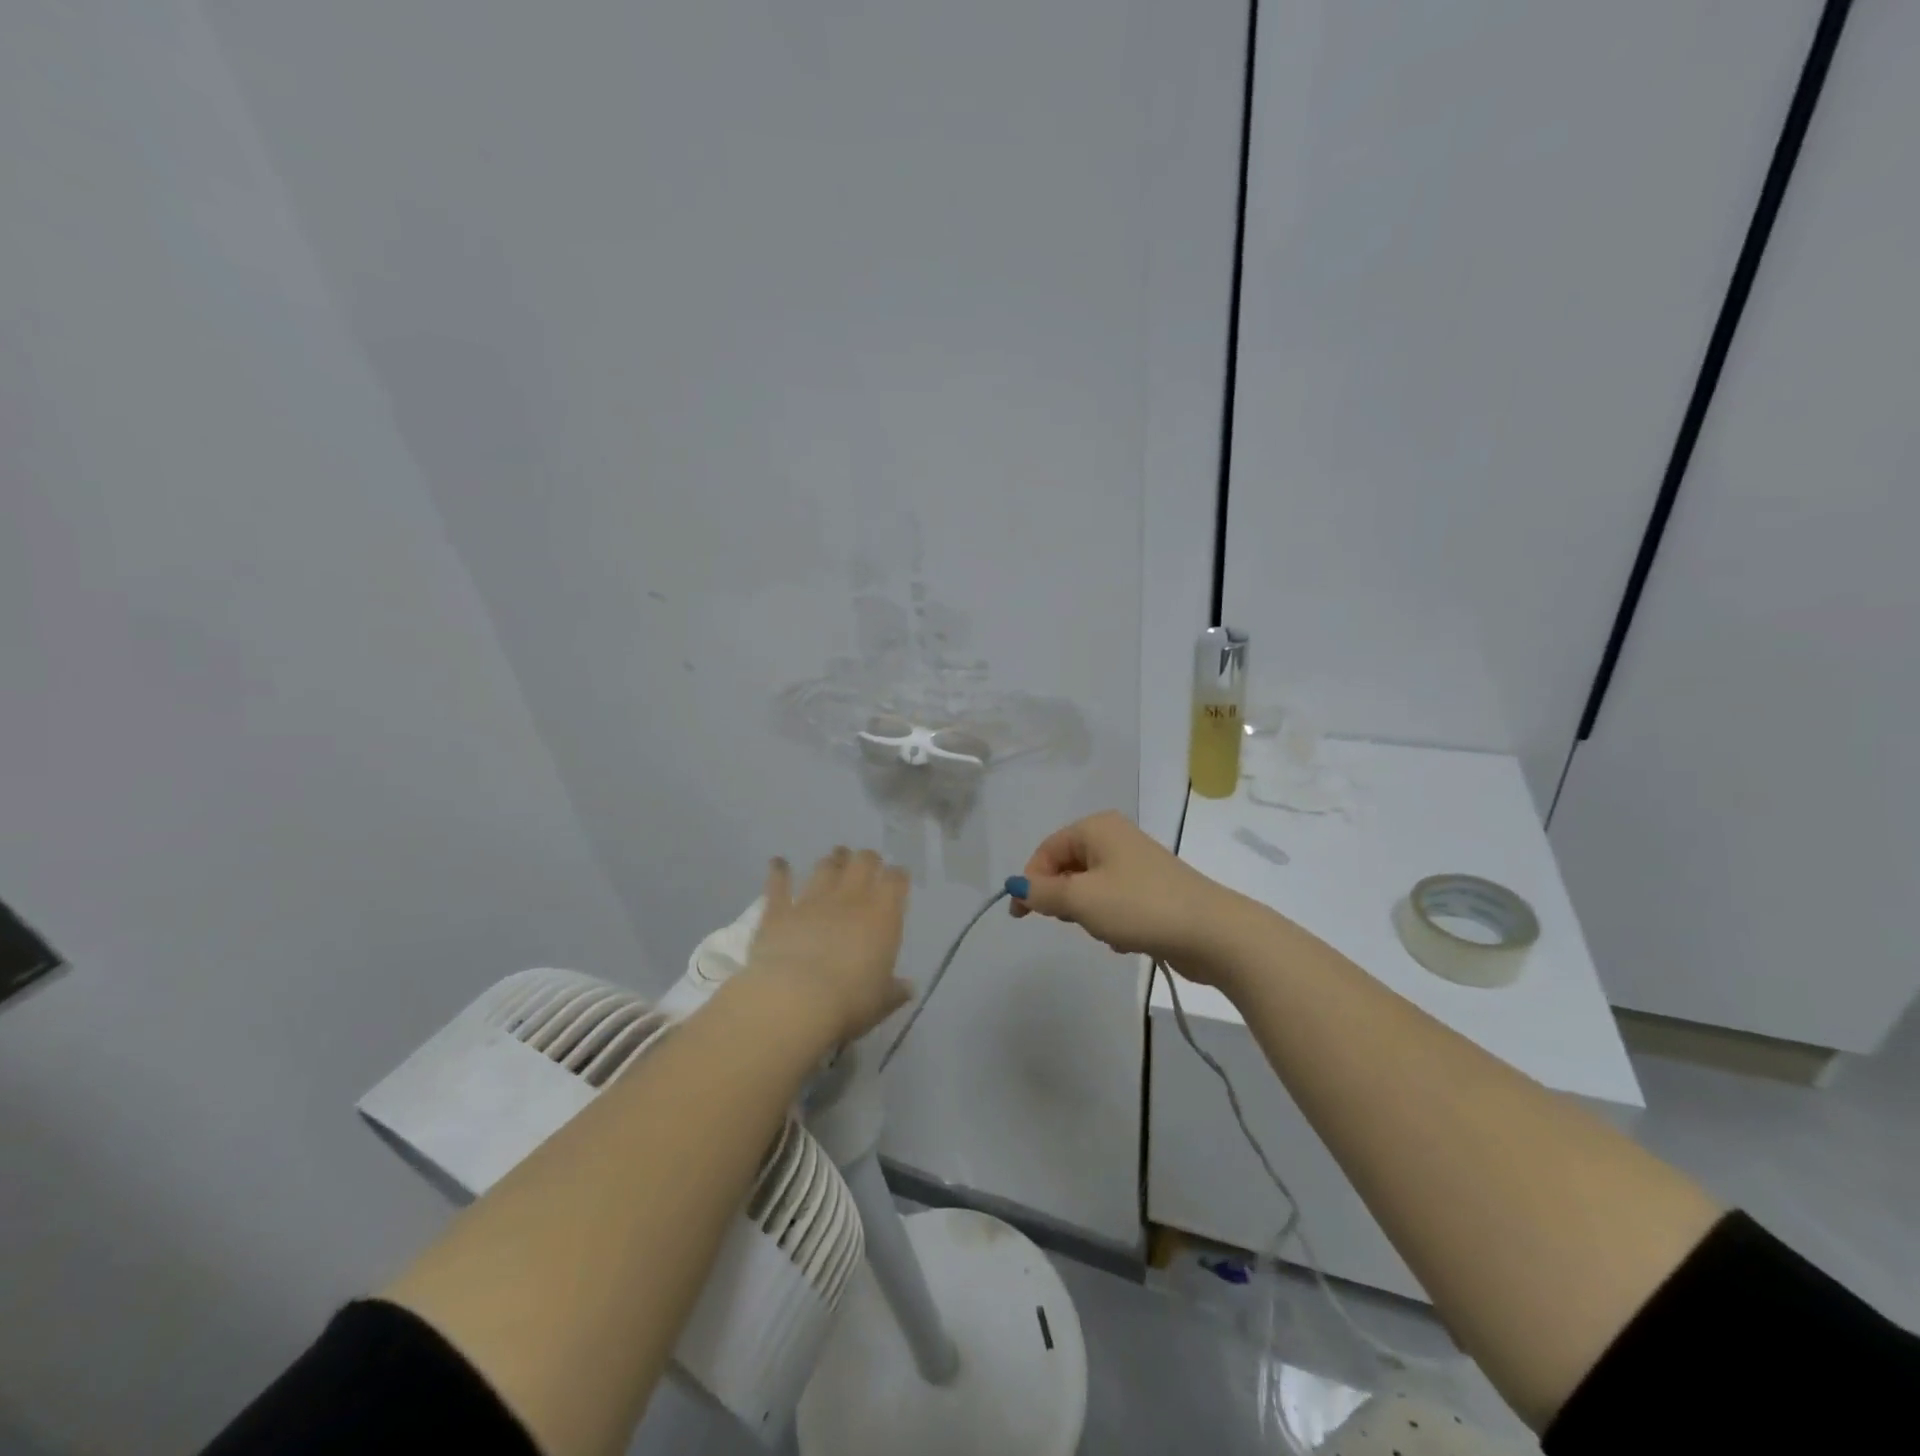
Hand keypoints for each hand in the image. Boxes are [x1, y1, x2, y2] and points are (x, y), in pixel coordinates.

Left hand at [743, 847, 911, 1047]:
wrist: (794, 999)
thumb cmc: (849, 1002)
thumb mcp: (881, 1002)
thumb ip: (895, 991)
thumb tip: (908, 988)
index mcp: (882, 915)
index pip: (896, 881)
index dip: (898, 876)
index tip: (899, 877)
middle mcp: (850, 899)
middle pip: (863, 862)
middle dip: (867, 859)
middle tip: (867, 863)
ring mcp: (812, 900)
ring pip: (826, 867)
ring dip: (832, 860)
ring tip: (835, 857)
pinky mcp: (779, 910)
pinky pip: (779, 884)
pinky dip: (779, 871)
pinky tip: (778, 862)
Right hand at [1011, 811, 1238, 980]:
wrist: (1211, 932)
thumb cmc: (1139, 907)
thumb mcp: (1080, 900)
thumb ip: (1042, 892)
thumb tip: (1016, 885)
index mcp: (1097, 828)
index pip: (1047, 850)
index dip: (1030, 881)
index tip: (1021, 916)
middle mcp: (1116, 837)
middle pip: (1068, 866)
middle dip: (1062, 897)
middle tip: (1071, 921)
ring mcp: (1137, 863)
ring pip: (1090, 887)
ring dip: (1087, 913)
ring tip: (1105, 931)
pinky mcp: (1153, 889)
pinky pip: (1114, 901)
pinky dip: (1110, 920)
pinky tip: (1124, 940)